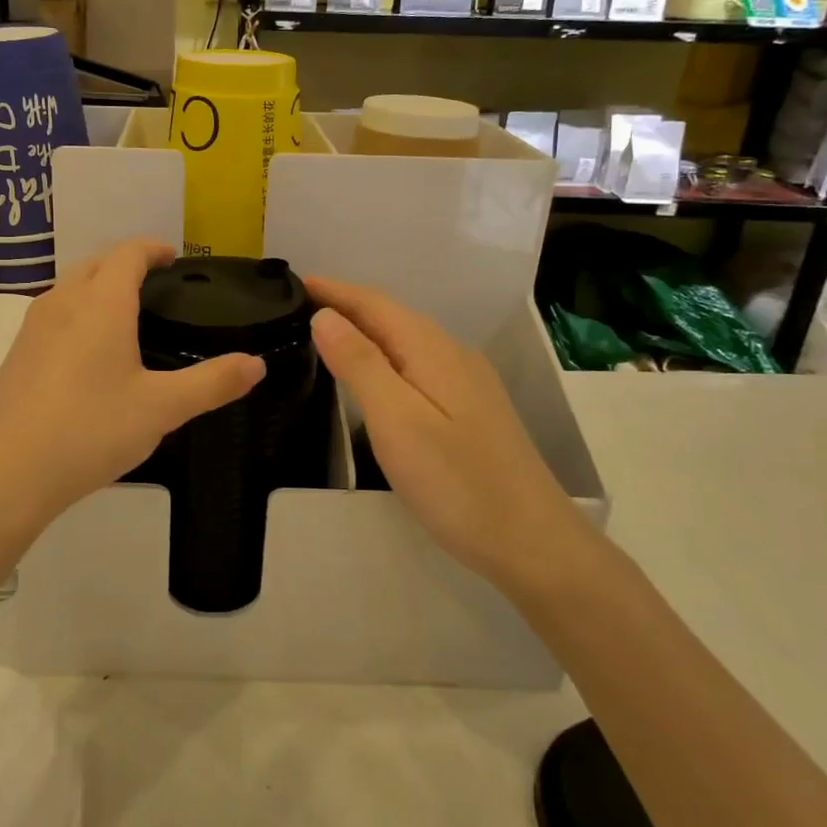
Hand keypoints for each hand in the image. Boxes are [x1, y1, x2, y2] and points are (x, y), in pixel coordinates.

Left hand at [0, 241, 265, 532]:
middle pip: (94, 264)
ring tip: (124, 314)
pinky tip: (87, 354)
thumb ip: (212, 383)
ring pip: (69, 289)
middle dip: (124, 263)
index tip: (173, 257)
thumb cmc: (90, 429)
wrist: (3, 474)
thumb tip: (256, 364)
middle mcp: (62, 304)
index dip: (152, 249)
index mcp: (101, 304)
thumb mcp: (161, 408)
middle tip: (154, 283)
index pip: (127, 254)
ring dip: (96, 287)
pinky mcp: (15, 357)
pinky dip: (77, 314)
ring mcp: (31, 329)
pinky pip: (52, 317)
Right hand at [305, 277, 585, 589]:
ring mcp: (467, 383)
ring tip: (324, 336)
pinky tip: (372, 376)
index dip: (334, 290)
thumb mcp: (396, 420)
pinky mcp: (470, 410)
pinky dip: (384, 357)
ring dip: (365, 331)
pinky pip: (417, 365)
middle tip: (298, 309)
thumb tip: (325, 316)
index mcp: (433, 350)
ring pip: (406, 341)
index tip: (294, 283)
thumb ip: (360, 364)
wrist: (532, 543)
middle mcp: (453, 355)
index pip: (374, 303)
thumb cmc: (456, 482)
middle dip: (346, 306)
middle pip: (392, 317)